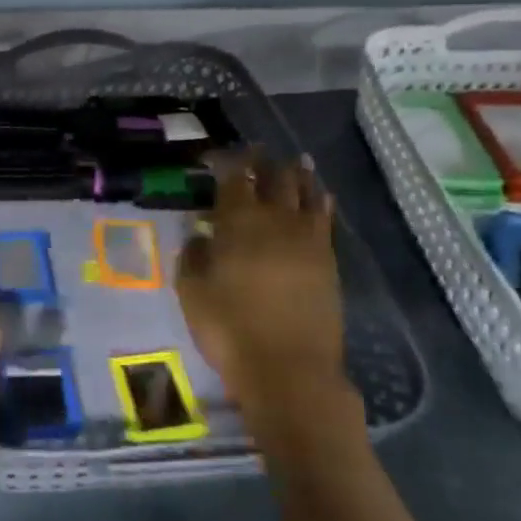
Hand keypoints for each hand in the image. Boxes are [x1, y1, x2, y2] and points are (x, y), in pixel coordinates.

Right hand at [176, 152, 360, 460]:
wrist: (288, 369)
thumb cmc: (228, 330)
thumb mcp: (192, 293)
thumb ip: (193, 256)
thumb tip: (200, 233)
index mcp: (237, 224)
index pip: (233, 179)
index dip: (226, 162)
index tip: (217, 155)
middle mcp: (275, 221)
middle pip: (273, 179)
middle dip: (263, 161)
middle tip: (257, 151)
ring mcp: (307, 239)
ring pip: (305, 193)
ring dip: (298, 174)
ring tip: (296, 161)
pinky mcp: (328, 260)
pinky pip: (325, 218)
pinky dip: (321, 201)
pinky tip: (321, 195)